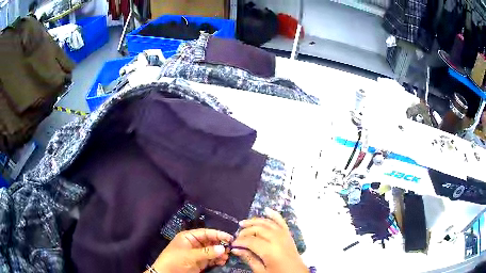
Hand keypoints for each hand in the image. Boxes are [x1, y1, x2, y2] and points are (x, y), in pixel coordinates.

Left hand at [146, 229, 232, 272]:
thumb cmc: (175, 260)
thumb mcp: (190, 255)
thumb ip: (207, 252)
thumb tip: (223, 248)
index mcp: (188, 237)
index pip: (206, 233)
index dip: (218, 235)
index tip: (230, 238)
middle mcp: (194, 244)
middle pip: (210, 242)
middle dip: (220, 245)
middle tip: (230, 250)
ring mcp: (197, 253)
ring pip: (212, 251)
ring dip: (220, 253)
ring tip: (226, 257)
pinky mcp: (199, 262)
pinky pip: (211, 259)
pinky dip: (217, 260)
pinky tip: (222, 261)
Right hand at [231, 208, 307, 272]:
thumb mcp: (262, 271)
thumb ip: (249, 259)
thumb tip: (236, 249)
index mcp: (270, 250)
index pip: (251, 241)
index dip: (240, 241)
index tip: (232, 244)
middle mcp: (278, 240)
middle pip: (258, 229)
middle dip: (245, 231)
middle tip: (237, 237)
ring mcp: (284, 236)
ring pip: (267, 223)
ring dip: (255, 221)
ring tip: (243, 223)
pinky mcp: (288, 235)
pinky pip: (281, 222)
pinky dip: (274, 215)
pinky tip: (267, 210)